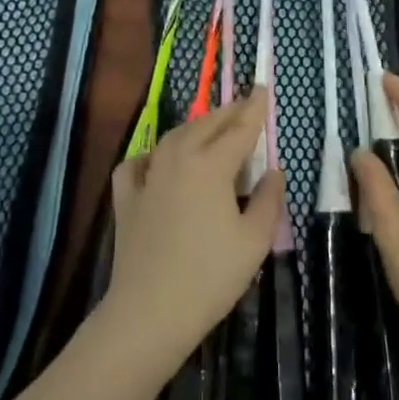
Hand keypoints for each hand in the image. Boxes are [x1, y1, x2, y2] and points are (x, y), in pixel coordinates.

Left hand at [101, 90, 284, 373]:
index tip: (264, 88)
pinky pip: (137, 163)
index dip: (255, 109)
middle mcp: (177, 160)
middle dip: (228, 112)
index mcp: (211, 166)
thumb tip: (272, 172)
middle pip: (206, 125)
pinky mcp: (126, 199)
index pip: (240, 129)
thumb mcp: (254, 240)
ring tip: (210, 127)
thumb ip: (268, 200)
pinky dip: (151, 154)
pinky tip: (157, 160)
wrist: (150, 311)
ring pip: (173, 137)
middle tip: (245, 105)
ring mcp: (148, 177)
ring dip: (195, 127)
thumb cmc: (211, 276)